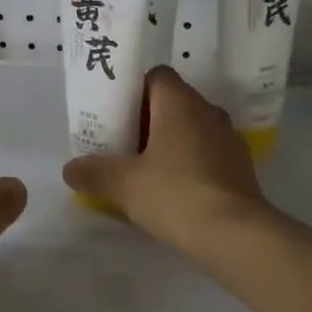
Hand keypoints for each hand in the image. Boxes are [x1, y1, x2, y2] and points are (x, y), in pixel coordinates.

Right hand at [62, 67, 272, 250]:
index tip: (113, 116)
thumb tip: (70, 169)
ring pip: (190, 130)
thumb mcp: (122, 185)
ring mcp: (229, 139)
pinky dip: (187, 165)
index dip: (132, 91)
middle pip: (171, 103)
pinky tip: (172, 193)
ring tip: (143, 173)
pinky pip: (206, 154)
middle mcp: (208, 111)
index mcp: (180, 103)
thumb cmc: (175, 195)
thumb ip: (93, 172)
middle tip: (119, 147)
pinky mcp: (240, 167)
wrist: (235, 235)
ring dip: (167, 145)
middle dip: (144, 122)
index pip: (155, 76)